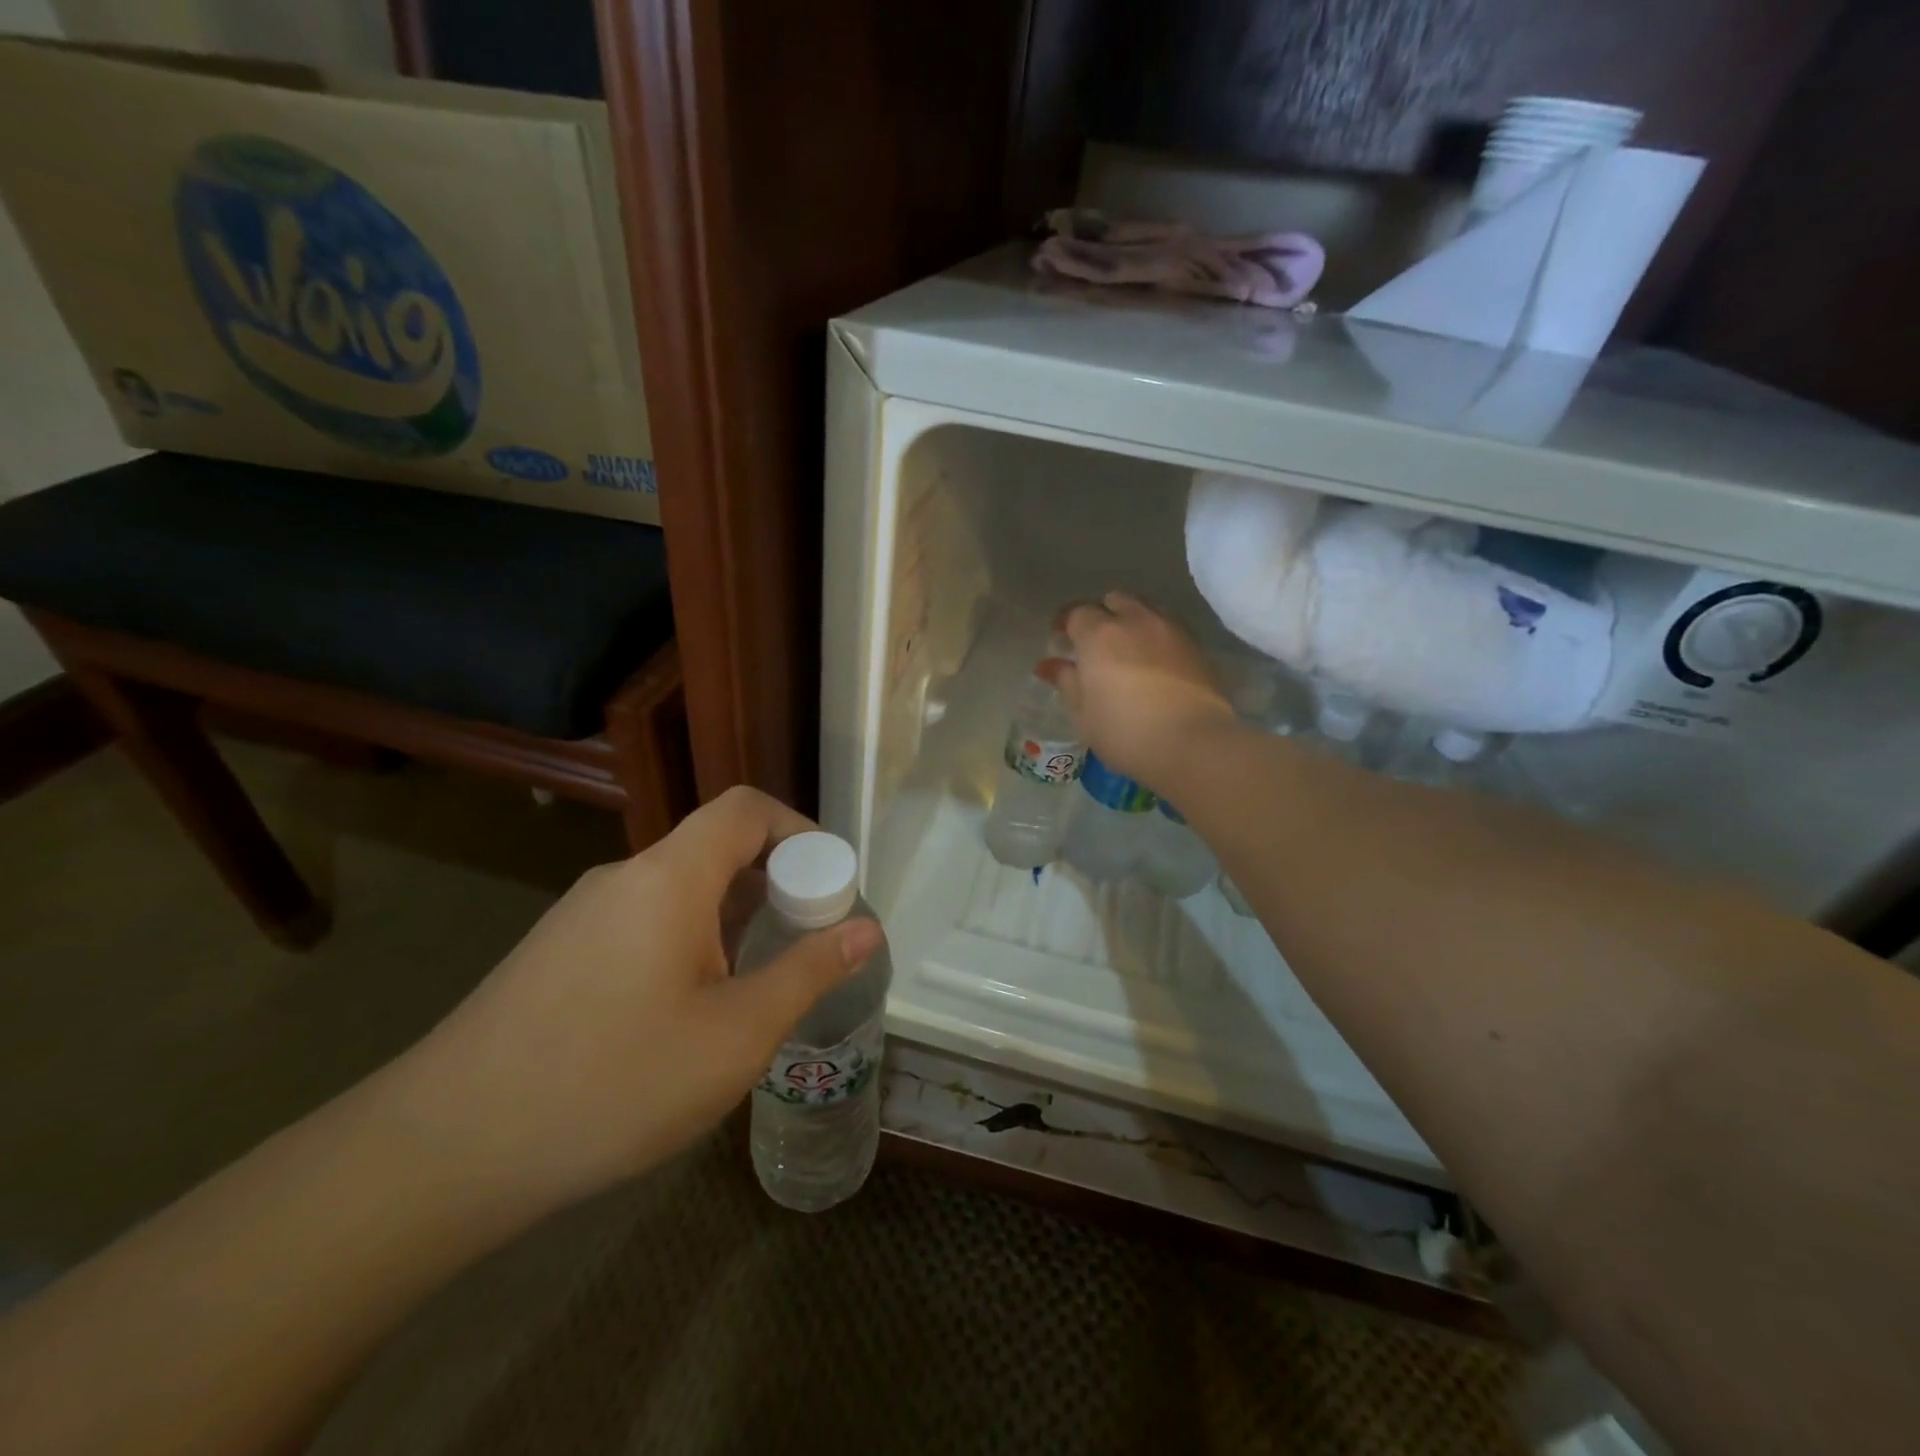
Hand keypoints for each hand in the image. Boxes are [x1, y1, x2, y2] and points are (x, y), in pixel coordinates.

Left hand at [397, 786, 882, 1210]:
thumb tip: (866, 929)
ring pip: (679, 891)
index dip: (800, 830)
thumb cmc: (612, 1082)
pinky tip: (686, 1014)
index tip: (830, 884)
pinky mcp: (557, 954)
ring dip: (731, 919)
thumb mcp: (735, 1034)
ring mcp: (581, 915)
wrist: (443, 1152)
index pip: (746, 808)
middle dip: (774, 883)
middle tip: (805, 942)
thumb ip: (807, 972)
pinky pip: (643, 923)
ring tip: (754, 986)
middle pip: (715, 848)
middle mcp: (624, 879)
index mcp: (669, 877)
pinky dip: (688, 942)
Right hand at [1042, 592, 1235, 789]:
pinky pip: (1169, 627)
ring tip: (1127, 648)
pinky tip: (1154, 662)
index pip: (1076, 613)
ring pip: (1146, 608)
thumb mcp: (1084, 714)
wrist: (1193, 744)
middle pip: (1115, 600)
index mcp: (1100, 635)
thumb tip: (1048, 664)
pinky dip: (1156, 635)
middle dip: (1101, 614)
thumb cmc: (1125, 732)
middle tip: (1094, 642)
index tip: (1060, 640)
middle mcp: (1135, 621)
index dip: (1065, 624)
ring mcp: (1170, 630)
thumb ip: (1066, 682)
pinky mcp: (1197, 646)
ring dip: (1132, 620)